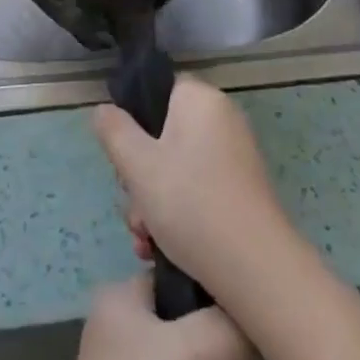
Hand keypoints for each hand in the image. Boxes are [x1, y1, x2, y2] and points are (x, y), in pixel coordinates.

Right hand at [91, 78, 294, 306]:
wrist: (256, 268)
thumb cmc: (191, 203)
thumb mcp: (137, 165)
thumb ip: (114, 131)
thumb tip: (103, 110)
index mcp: (200, 98)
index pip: (158, 90)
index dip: (134, 121)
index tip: (123, 159)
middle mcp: (221, 118)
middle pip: (163, 134)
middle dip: (140, 175)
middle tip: (135, 209)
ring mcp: (235, 155)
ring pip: (176, 167)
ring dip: (153, 202)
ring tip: (146, 240)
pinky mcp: (241, 190)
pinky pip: (198, 188)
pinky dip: (179, 213)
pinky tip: (163, 249)